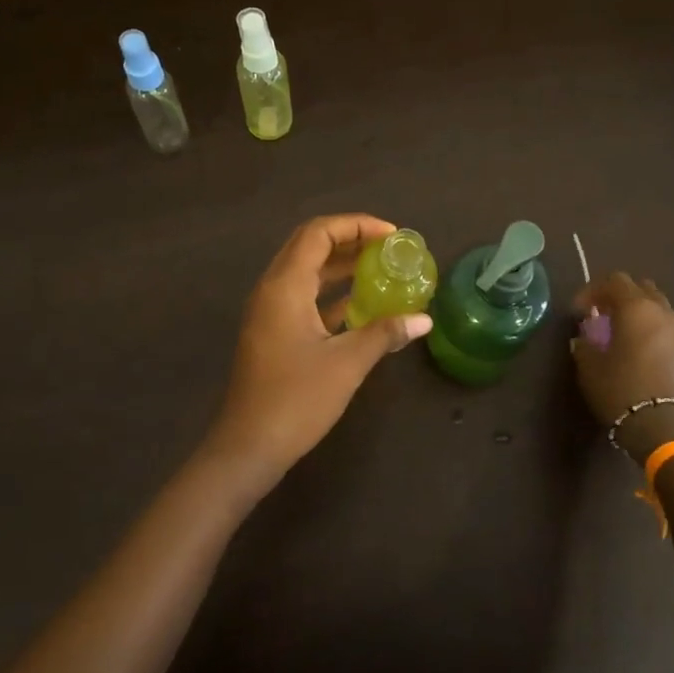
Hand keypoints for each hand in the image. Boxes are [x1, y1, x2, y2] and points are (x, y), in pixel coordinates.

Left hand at [207, 214, 432, 485]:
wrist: (248, 447)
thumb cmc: (296, 400)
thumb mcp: (347, 363)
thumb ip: (385, 333)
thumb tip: (424, 319)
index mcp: (285, 286)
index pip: (318, 233)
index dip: (356, 225)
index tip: (392, 235)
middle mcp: (273, 290)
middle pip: (310, 246)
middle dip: (351, 240)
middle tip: (389, 248)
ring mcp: (270, 312)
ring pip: (307, 273)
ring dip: (342, 267)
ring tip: (383, 269)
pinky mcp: (274, 333)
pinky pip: (305, 298)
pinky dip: (333, 294)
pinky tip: (364, 305)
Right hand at [571, 273, 673, 463]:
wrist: (667, 428)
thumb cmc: (622, 390)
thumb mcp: (590, 367)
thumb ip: (584, 345)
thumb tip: (584, 338)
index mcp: (636, 308)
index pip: (614, 281)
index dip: (592, 290)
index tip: (578, 311)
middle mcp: (662, 312)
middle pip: (640, 288)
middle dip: (618, 296)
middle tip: (600, 315)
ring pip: (656, 307)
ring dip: (636, 312)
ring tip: (618, 333)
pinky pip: (665, 328)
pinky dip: (649, 329)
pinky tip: (636, 351)